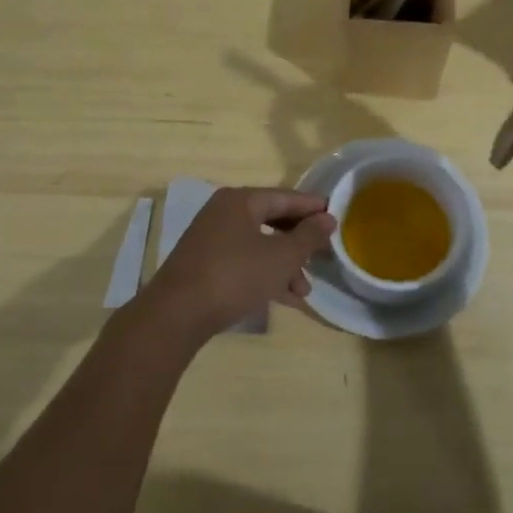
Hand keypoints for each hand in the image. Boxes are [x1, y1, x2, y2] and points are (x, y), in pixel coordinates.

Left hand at [135, 188, 336, 342]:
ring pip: (259, 244)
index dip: (312, 207)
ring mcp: (211, 239)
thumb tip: (328, 218)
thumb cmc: (234, 276)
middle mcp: (224, 213)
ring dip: (285, 265)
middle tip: (323, 254)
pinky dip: (265, 275)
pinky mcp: (204, 265)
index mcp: (241, 201)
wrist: (176, 315)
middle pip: (272, 220)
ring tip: (305, 289)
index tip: (337, 217)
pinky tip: (284, 298)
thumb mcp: (281, 257)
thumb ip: (308, 236)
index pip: (285, 197)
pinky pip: (244, 262)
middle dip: (299, 241)